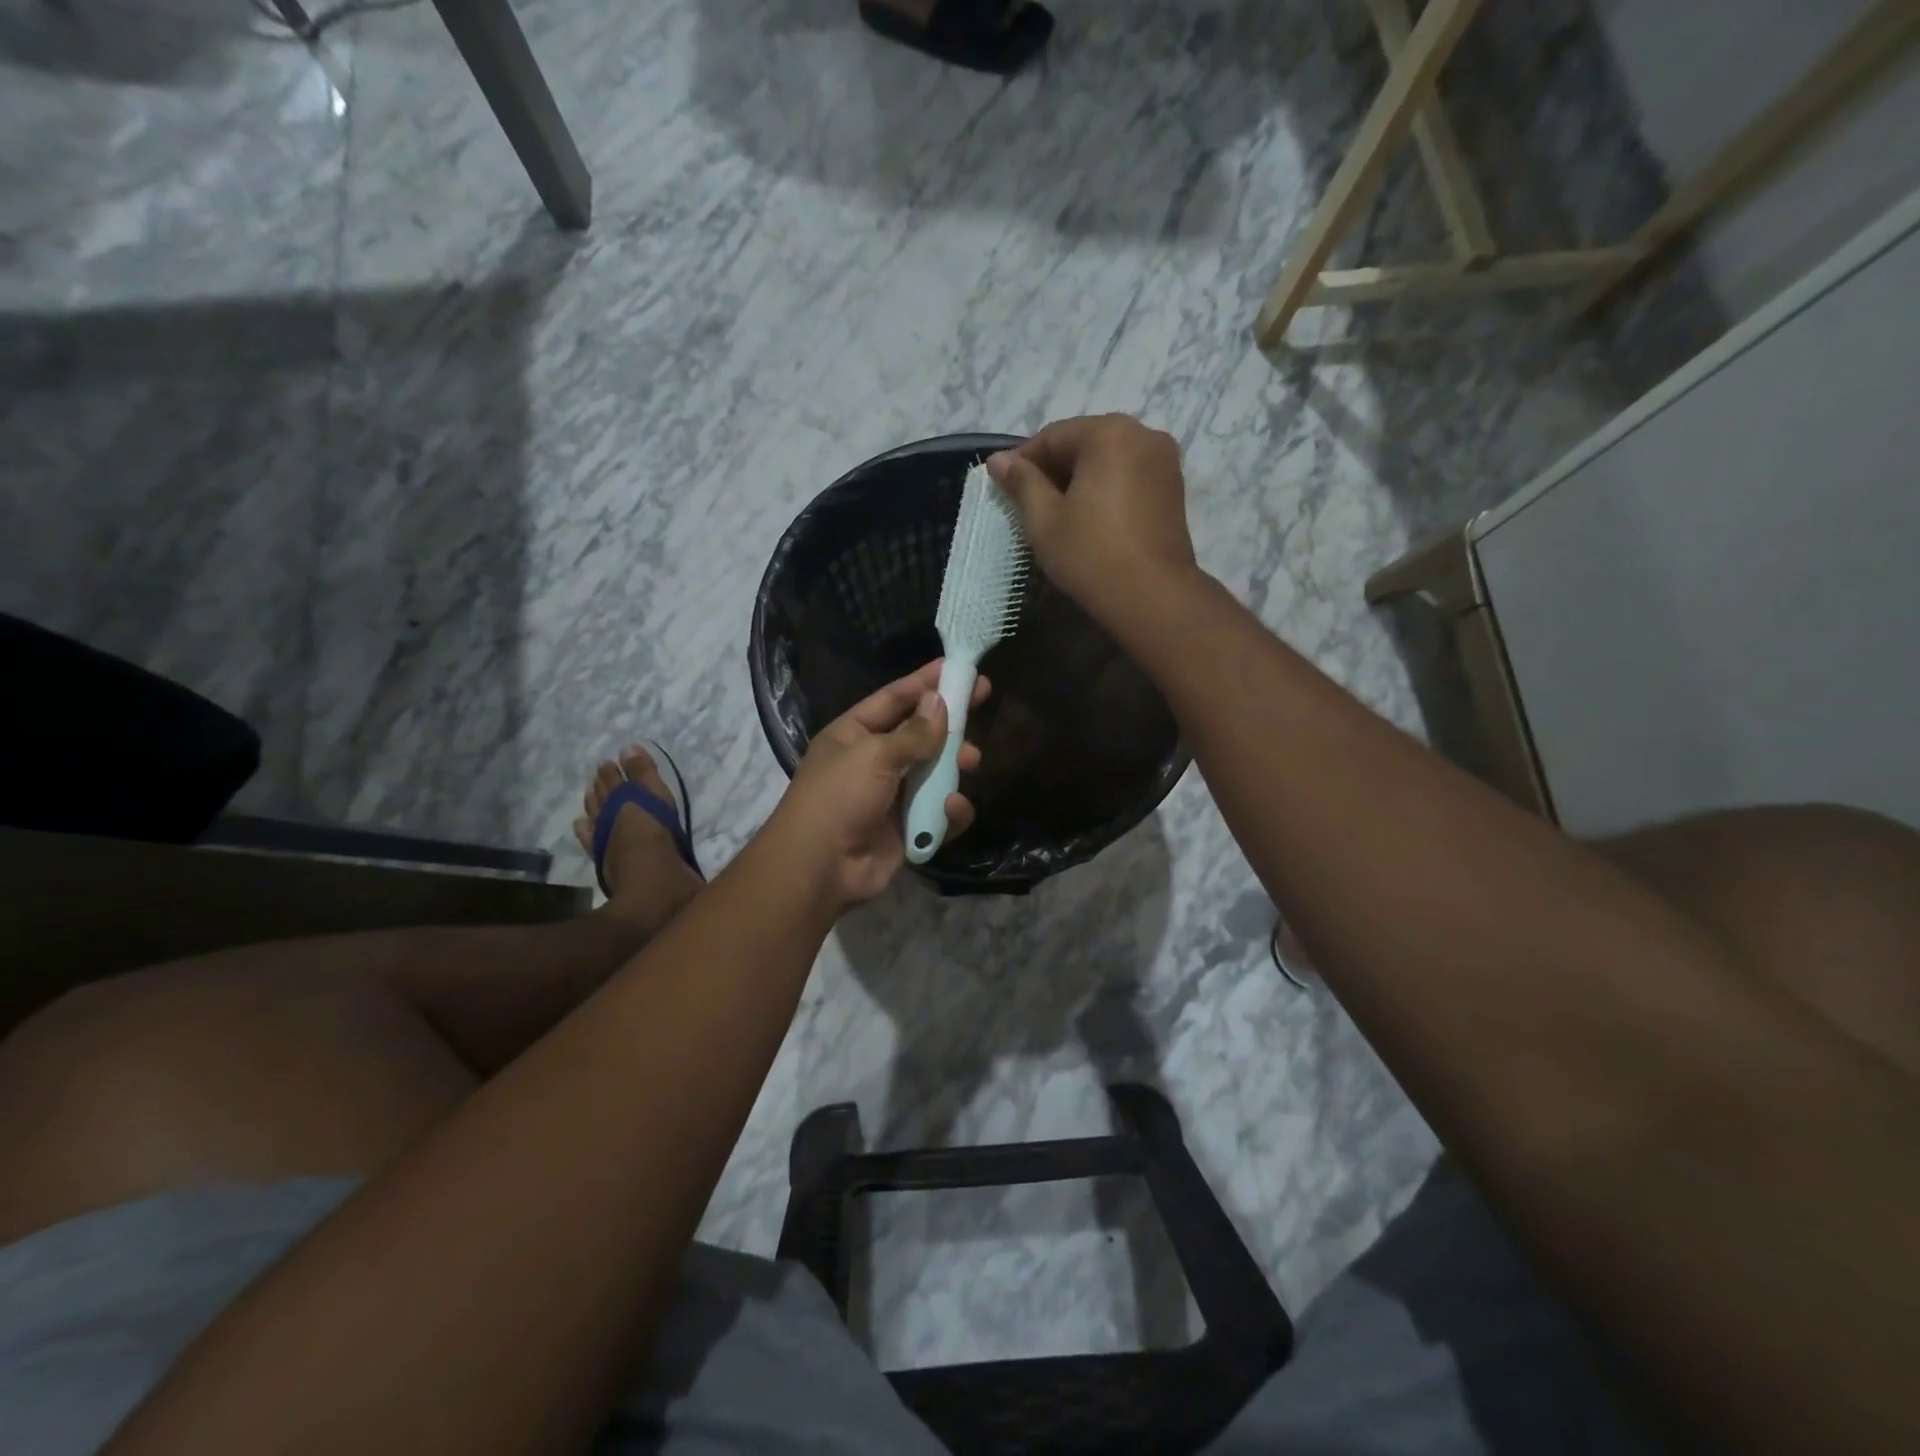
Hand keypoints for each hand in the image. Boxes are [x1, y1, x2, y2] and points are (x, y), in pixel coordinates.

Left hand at [769, 660, 989, 909]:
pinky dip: (948, 811)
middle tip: (982, 701)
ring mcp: (892, 796)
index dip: (925, 681)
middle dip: (949, 722)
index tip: (958, 667)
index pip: (894, 699)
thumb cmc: (840, 797)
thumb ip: (914, 731)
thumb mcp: (874, 754)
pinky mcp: (908, 829)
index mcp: (854, 734)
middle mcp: (874, 761)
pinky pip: (938, 813)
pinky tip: (950, 808)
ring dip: (953, 765)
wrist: (820, 868)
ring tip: (970, 760)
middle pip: (920, 733)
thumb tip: (940, 702)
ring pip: (934, 772)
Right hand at [987, 414, 1199, 631]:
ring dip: (1080, 480)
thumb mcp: (1044, 520)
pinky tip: (1089, 518)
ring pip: (1108, 460)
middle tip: (1028, 502)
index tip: (1002, 486)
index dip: (1023, 461)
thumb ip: (1022, 483)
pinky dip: (1105, 489)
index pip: (1053, 437)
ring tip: (1057, 513)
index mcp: (1109, 433)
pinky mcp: (1174, 488)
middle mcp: (1143, 434)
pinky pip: (1128, 476)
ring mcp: (1164, 461)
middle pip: (1084, 443)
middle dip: (1053, 469)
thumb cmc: (1091, 555)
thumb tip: (998, 460)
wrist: (1153, 597)